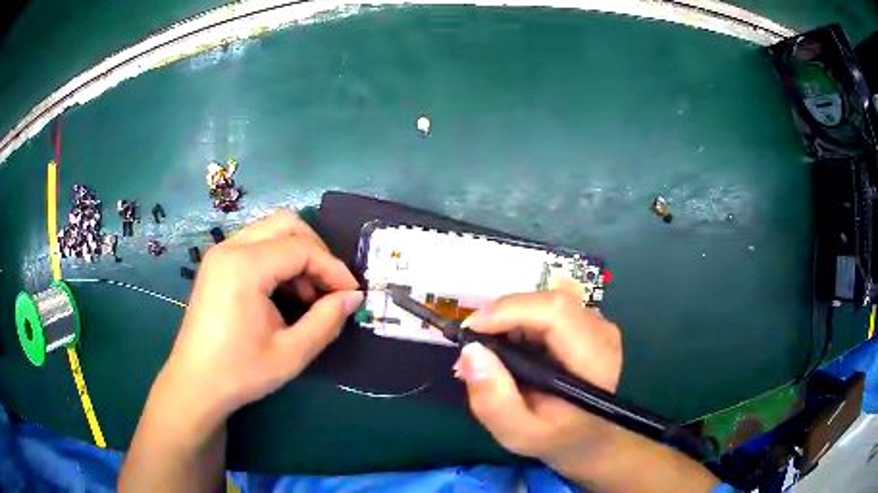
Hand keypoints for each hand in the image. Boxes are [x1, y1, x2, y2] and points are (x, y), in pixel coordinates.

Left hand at [157, 210, 362, 428]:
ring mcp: (221, 252)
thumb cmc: (240, 372)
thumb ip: (326, 321)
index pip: (301, 248)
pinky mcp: (218, 262)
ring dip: (298, 255)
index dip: (333, 268)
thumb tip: (353, 297)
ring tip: (307, 296)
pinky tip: (284, 293)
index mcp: (244, 267)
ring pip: (272, 230)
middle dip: (317, 252)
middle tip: (329, 288)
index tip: (351, 294)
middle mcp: (230, 247)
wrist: (195, 384)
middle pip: (286, 223)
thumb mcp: (291, 354)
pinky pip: (257, 244)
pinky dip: (279, 260)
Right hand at [454, 291, 622, 474]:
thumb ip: (493, 400)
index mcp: (594, 360)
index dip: (510, 311)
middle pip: (547, 301)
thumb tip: (470, 351)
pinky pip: (546, 308)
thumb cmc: (554, 436)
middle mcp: (601, 331)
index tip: (471, 331)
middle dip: (502, 317)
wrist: (586, 435)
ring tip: (489, 353)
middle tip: (473, 347)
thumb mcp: (517, 432)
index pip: (556, 312)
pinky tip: (509, 349)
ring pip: (544, 301)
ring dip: (509, 320)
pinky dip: (519, 322)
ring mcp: (596, 323)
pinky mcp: (586, 321)